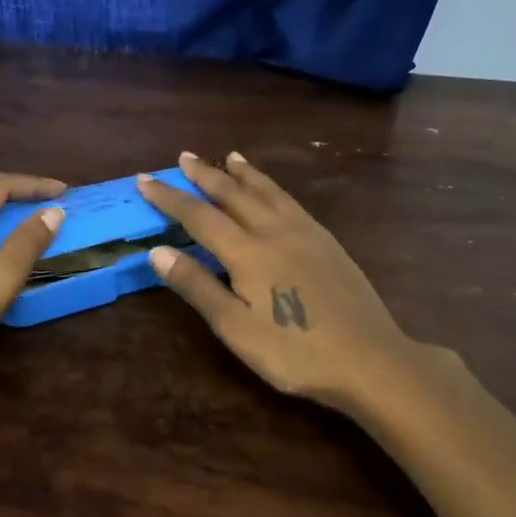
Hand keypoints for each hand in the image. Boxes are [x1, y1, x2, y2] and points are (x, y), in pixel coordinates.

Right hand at [139, 152, 427, 413]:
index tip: (144, 179)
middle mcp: (274, 231)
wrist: (371, 360)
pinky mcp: (328, 242)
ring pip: (267, 191)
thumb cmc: (295, 352)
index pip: (198, 216)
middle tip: (183, 156)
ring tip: (229, 156)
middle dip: (205, 174)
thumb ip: (197, 286)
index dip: (169, 197)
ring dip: (243, 173)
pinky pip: (291, 201)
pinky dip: (272, 187)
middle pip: (233, 193)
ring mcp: (306, 233)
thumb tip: (157, 251)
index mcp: (247, 252)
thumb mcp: (235, 328)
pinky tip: (273, 192)